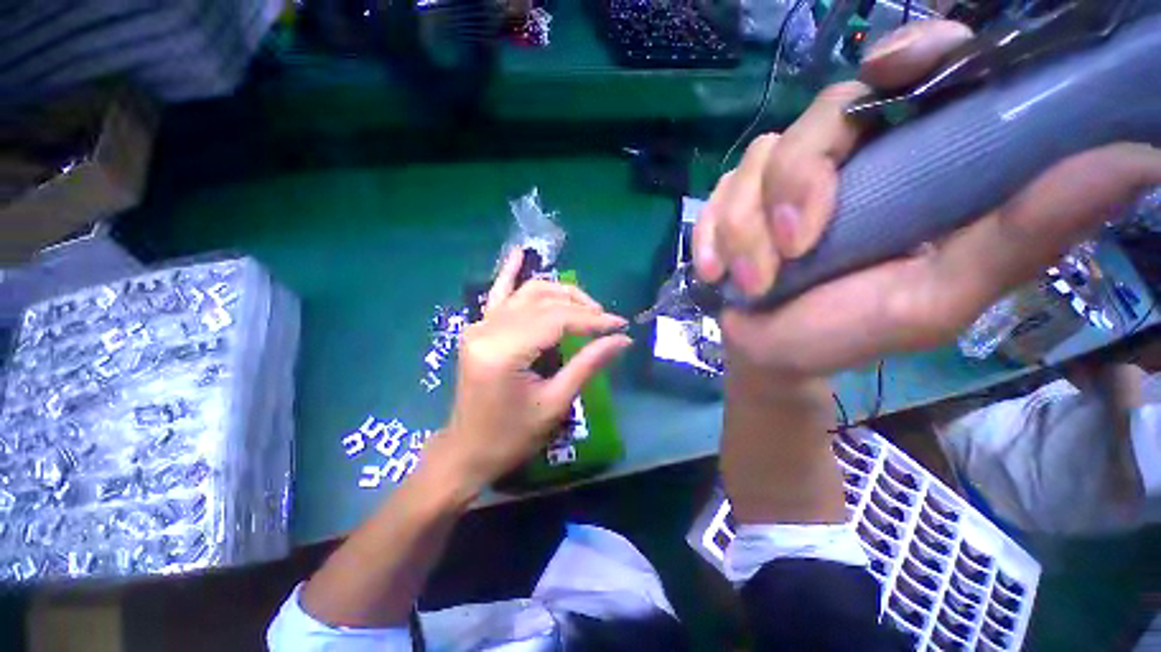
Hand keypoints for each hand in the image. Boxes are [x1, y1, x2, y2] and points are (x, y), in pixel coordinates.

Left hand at [427, 249, 631, 492]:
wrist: (467, 450)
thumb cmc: (512, 436)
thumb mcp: (555, 403)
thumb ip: (588, 365)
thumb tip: (622, 340)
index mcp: (503, 351)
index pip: (557, 320)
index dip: (592, 320)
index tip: (620, 325)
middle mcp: (487, 329)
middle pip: (544, 302)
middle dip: (581, 307)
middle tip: (607, 320)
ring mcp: (479, 325)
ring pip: (528, 293)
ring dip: (560, 293)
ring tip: (586, 306)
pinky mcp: (479, 328)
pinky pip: (498, 295)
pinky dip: (511, 273)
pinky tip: (520, 254)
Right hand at [694, 20, 1160, 383]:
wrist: (774, 353)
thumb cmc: (849, 332)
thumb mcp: (940, 295)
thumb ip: (1023, 234)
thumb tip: (1135, 158)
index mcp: (907, 164)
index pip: (912, 74)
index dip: (905, 55)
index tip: (890, 71)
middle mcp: (843, 159)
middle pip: (816, 120)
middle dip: (792, 185)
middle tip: (794, 248)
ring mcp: (776, 182)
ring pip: (753, 166)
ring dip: (744, 230)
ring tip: (752, 282)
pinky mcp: (730, 207)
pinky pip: (713, 200)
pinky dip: (710, 237)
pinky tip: (714, 271)